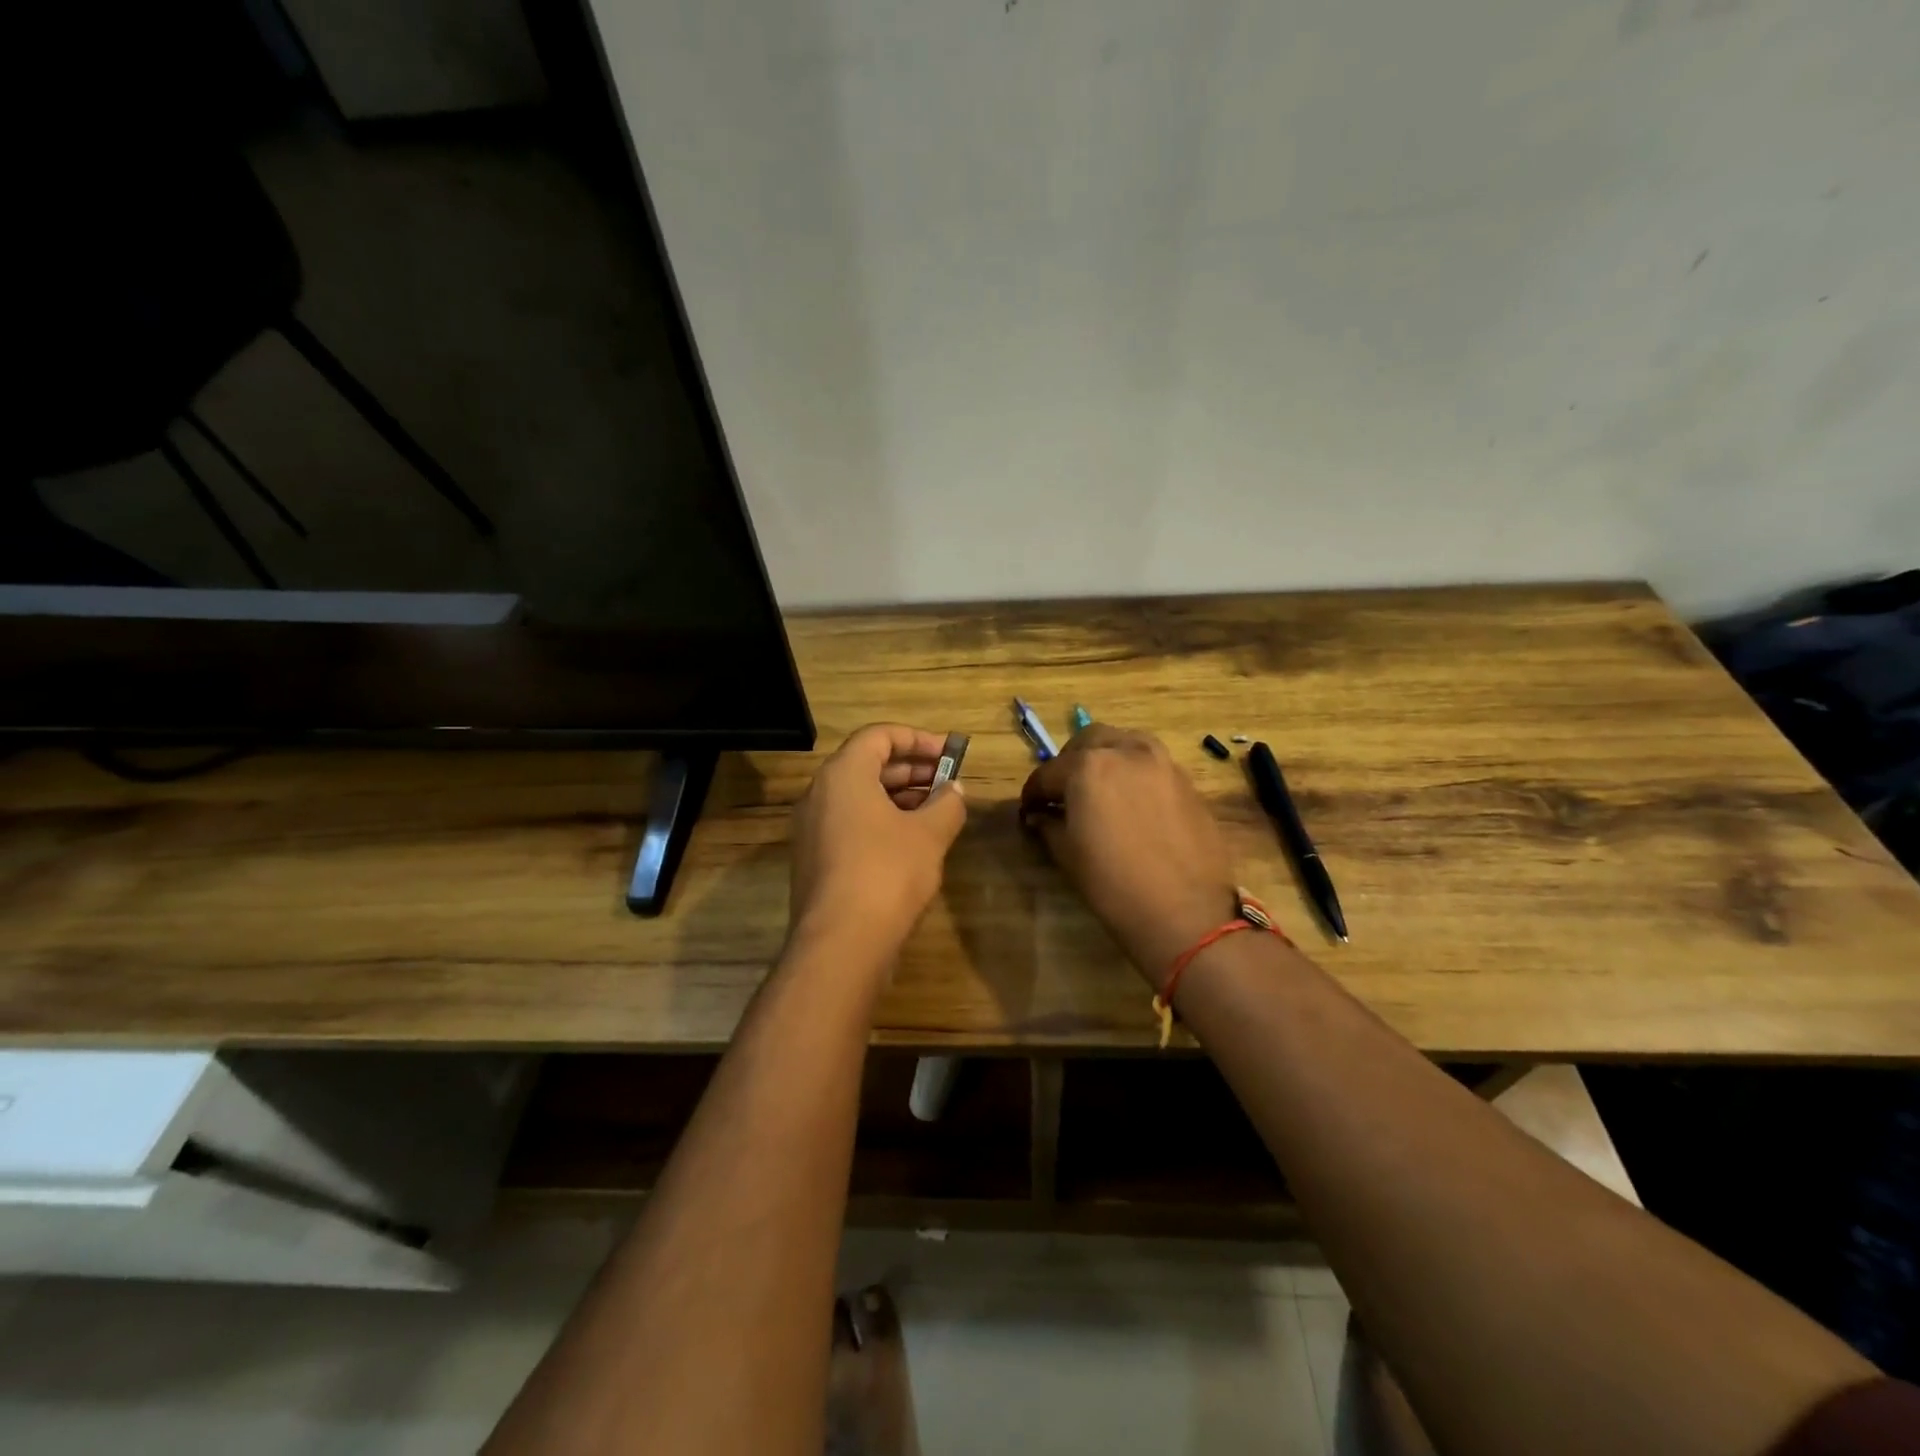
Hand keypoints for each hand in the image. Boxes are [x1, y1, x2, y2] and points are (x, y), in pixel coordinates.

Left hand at [789, 724, 967, 960]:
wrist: (841, 944)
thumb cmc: (887, 873)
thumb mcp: (929, 834)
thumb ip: (947, 804)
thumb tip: (954, 791)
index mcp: (843, 775)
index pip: (879, 736)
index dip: (918, 739)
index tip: (950, 753)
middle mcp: (819, 794)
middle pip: (868, 765)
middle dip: (912, 770)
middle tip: (948, 781)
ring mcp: (812, 829)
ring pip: (859, 798)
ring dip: (899, 797)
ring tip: (937, 811)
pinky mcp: (814, 860)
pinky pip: (850, 824)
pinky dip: (881, 821)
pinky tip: (912, 842)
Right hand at [1020, 724, 1238, 989]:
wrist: (1186, 913)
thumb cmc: (1114, 885)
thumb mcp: (1069, 854)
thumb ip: (1049, 825)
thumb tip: (1039, 815)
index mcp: (1088, 767)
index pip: (1048, 772)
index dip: (1033, 793)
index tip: (1029, 809)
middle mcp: (1126, 751)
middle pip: (1089, 741)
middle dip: (1070, 762)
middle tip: (1063, 792)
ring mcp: (1162, 763)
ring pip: (1125, 743)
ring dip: (1105, 757)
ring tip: (1099, 788)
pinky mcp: (1187, 781)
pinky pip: (1152, 764)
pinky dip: (1134, 772)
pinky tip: (1131, 803)